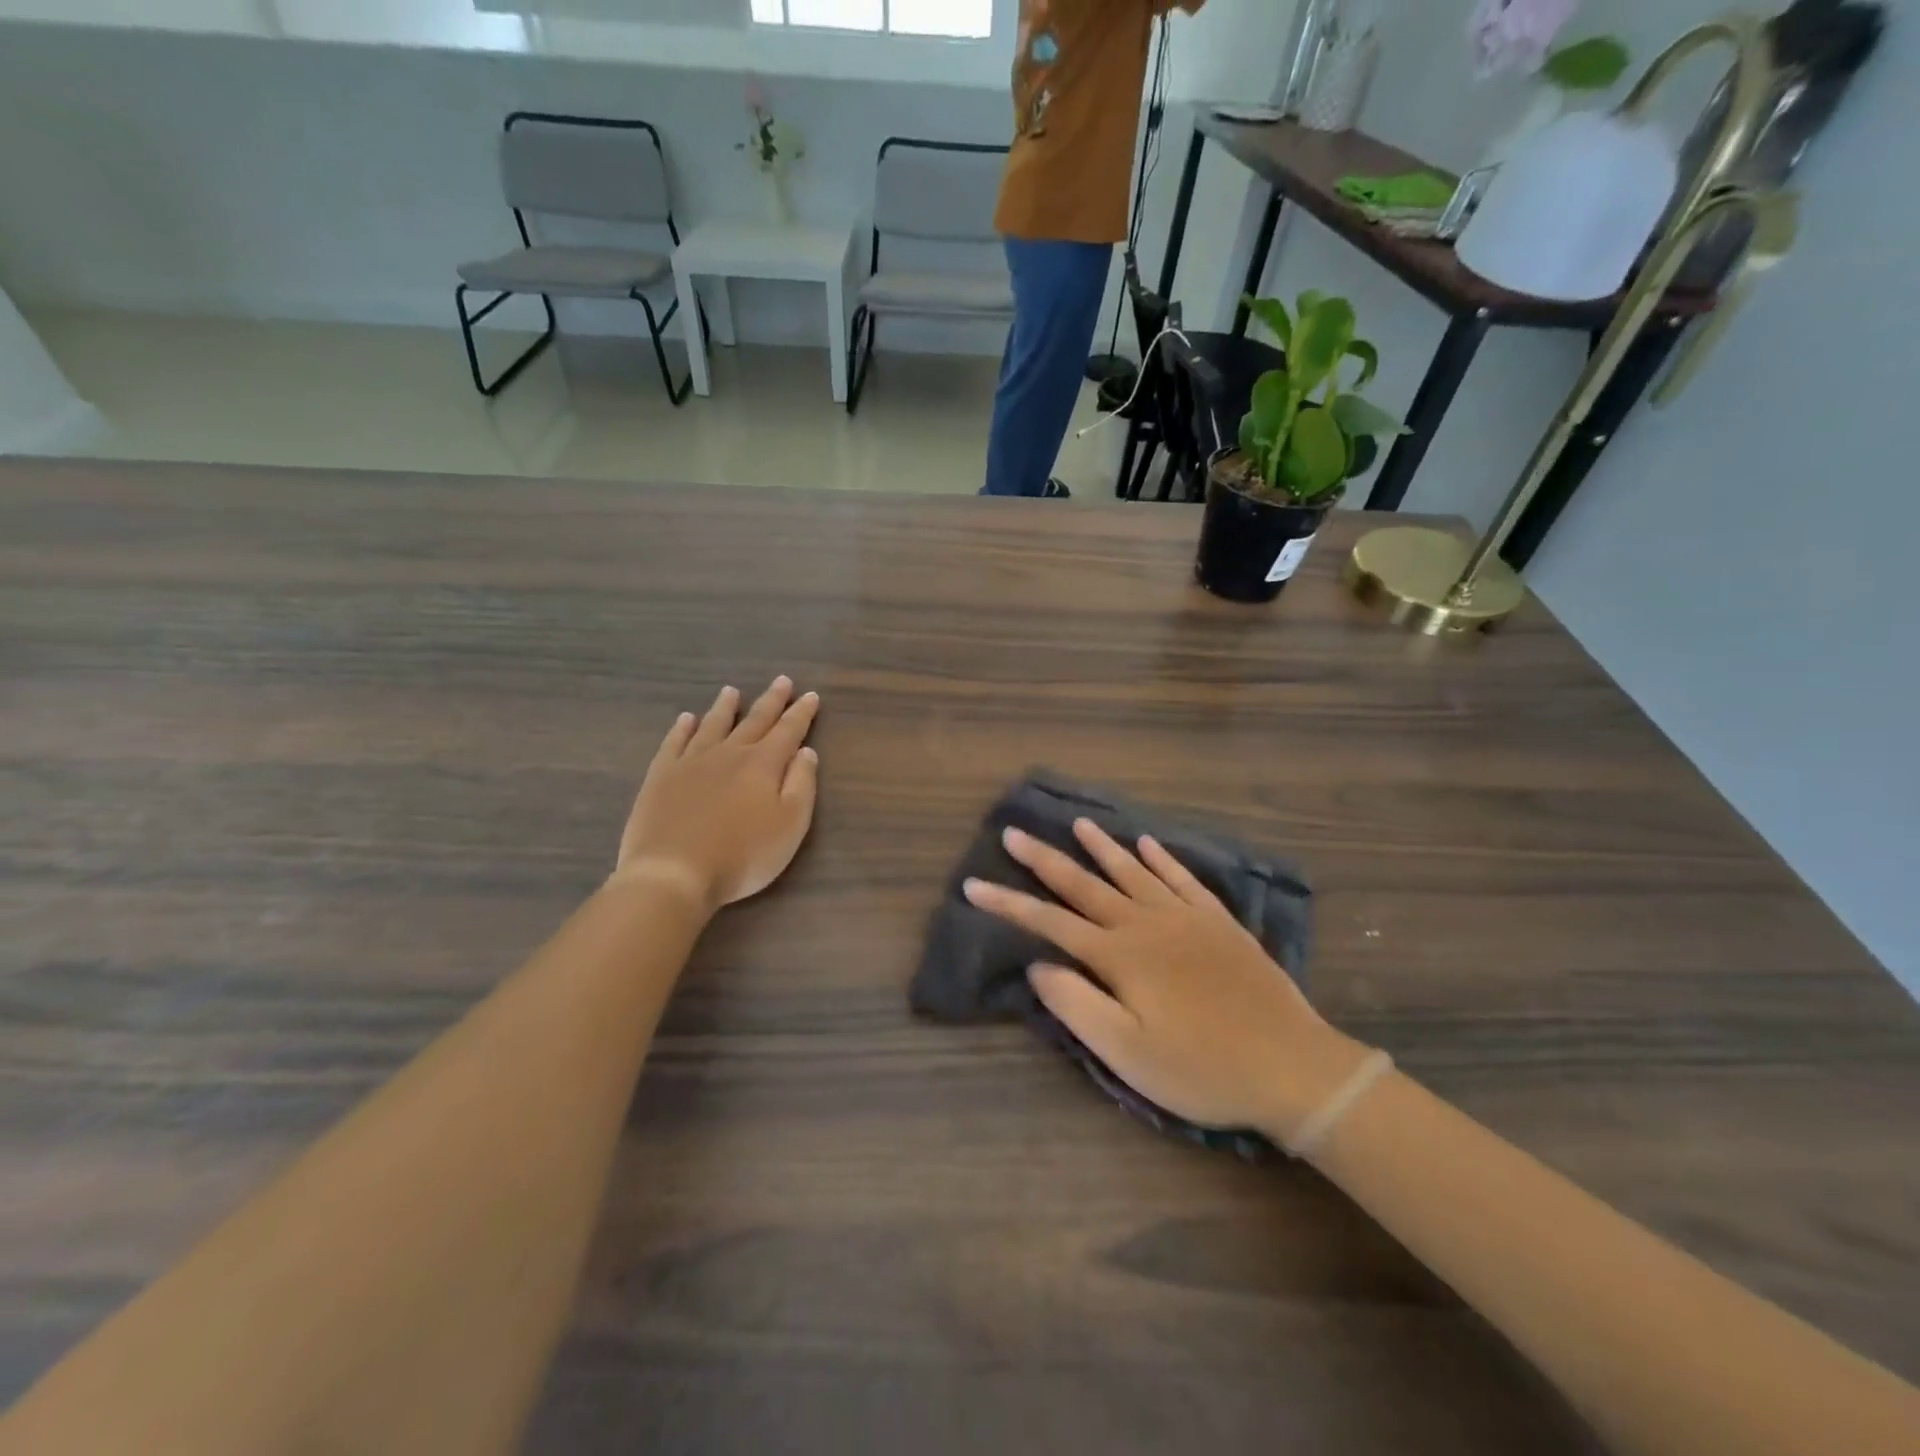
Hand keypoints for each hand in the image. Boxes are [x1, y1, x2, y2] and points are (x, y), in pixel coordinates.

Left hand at [613, 677, 819, 910]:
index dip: (802, 713)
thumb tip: (806, 751)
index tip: (811, 695)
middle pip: (754, 721)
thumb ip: (802, 785)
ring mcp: (691, 762)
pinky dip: (682, 729)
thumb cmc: (742, 856)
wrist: (673, 873)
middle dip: (771, 701)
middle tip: (782, 681)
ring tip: (731, 691)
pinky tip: (686, 719)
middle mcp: (729, 754)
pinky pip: (674, 743)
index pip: (788, 731)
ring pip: (712, 726)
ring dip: (725, 708)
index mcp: (763, 764)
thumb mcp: (790, 826)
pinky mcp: (661, 777)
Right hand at [962, 818, 1371, 1140]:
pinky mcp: (1218, 922)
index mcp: (1119, 955)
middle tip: (1013, 832)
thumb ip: (1077, 1005)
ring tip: (1077, 823)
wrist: (1292, 1065)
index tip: (972, 884)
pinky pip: (1182, 879)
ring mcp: (1185, 918)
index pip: (1049, 922)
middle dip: (1044, 860)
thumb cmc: (1201, 1069)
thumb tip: (1037, 965)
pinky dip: (1161, 858)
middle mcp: (1146, 924)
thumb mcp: (1128, 1054)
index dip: (1007, 904)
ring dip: (1101, 847)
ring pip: (1132, 872)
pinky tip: (1147, 843)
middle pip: (1084, 884)